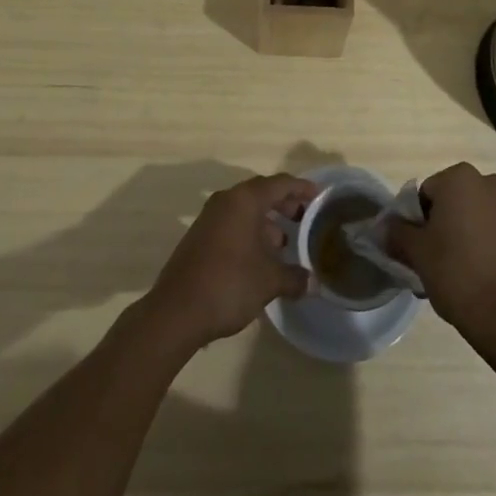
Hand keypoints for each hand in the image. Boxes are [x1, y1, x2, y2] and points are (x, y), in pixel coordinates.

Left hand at [144, 173, 315, 349]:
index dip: (301, 188)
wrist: (177, 311)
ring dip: (266, 222)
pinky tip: (260, 257)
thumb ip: (294, 277)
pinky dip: (250, 232)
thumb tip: (314, 282)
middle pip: (261, 193)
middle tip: (304, 218)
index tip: (318, 196)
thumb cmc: (229, 284)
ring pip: (245, 210)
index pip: (280, 184)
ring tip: (284, 243)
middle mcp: (226, 201)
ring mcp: (209, 218)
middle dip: (284, 204)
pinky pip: (232, 224)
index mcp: (245, 200)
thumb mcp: (269, 281)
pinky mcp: (200, 236)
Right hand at [387, 163, 495, 350]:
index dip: (417, 220)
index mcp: (460, 178)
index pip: (426, 193)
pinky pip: (492, 229)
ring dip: (461, 232)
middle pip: (451, 201)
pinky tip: (476, 271)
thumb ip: (396, 232)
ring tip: (455, 269)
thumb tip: (380, 227)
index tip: (418, 247)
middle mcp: (488, 183)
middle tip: (433, 258)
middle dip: (440, 224)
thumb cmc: (455, 273)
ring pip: (473, 215)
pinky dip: (482, 242)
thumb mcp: (416, 252)